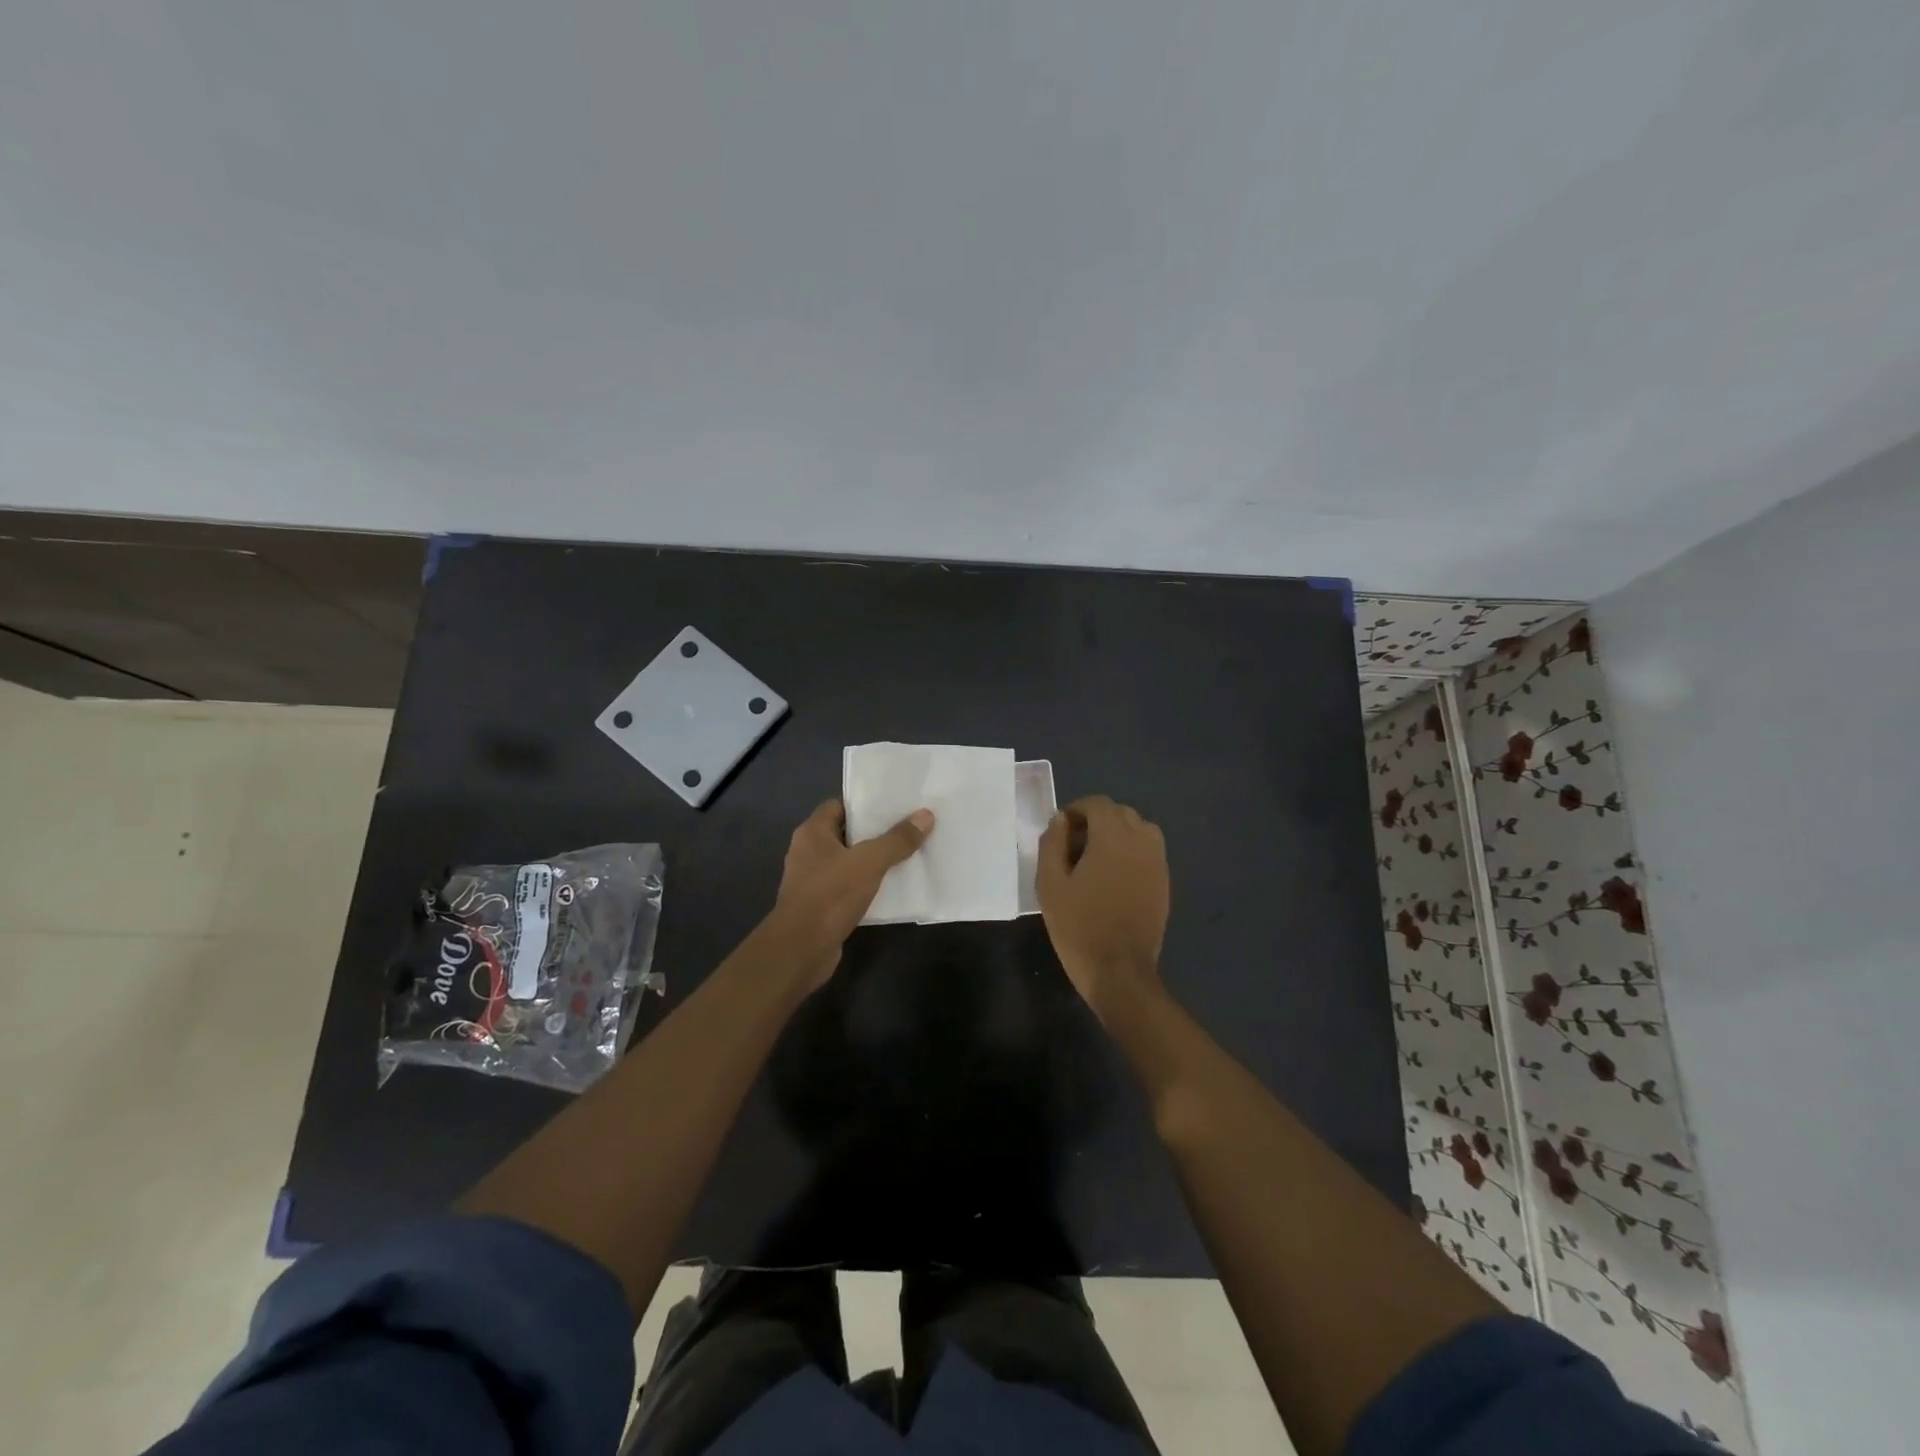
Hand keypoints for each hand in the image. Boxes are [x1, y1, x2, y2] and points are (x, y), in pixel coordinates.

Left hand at [770, 799, 933, 986]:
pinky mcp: (820, 906)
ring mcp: (812, 881)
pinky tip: (892, 888)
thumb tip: (926, 815)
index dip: (866, 804)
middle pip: (846, 833)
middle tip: (908, 828)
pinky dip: (867, 886)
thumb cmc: (831, 895)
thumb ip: (897, 840)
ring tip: (907, 855)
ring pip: (848, 862)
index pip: (839, 806)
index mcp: (812, 832)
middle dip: (875, 833)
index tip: (895, 805)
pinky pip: (848, 887)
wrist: (802, 949)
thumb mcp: (870, 862)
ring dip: (872, 861)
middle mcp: (808, 852)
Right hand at [1037, 795, 1169, 1013]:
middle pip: (1120, 813)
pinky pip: (1148, 851)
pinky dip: (1131, 851)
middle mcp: (1141, 841)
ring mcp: (1158, 862)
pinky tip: (1113, 877)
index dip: (1077, 809)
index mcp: (1113, 837)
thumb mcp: (1050, 884)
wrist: (1119, 971)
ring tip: (1095, 859)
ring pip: (1138, 829)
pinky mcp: (1164, 882)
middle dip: (1096, 820)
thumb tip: (1060, 820)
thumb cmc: (1078, 926)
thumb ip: (1052, 844)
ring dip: (1117, 834)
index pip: (1098, 804)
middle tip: (1073, 845)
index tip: (1060, 829)